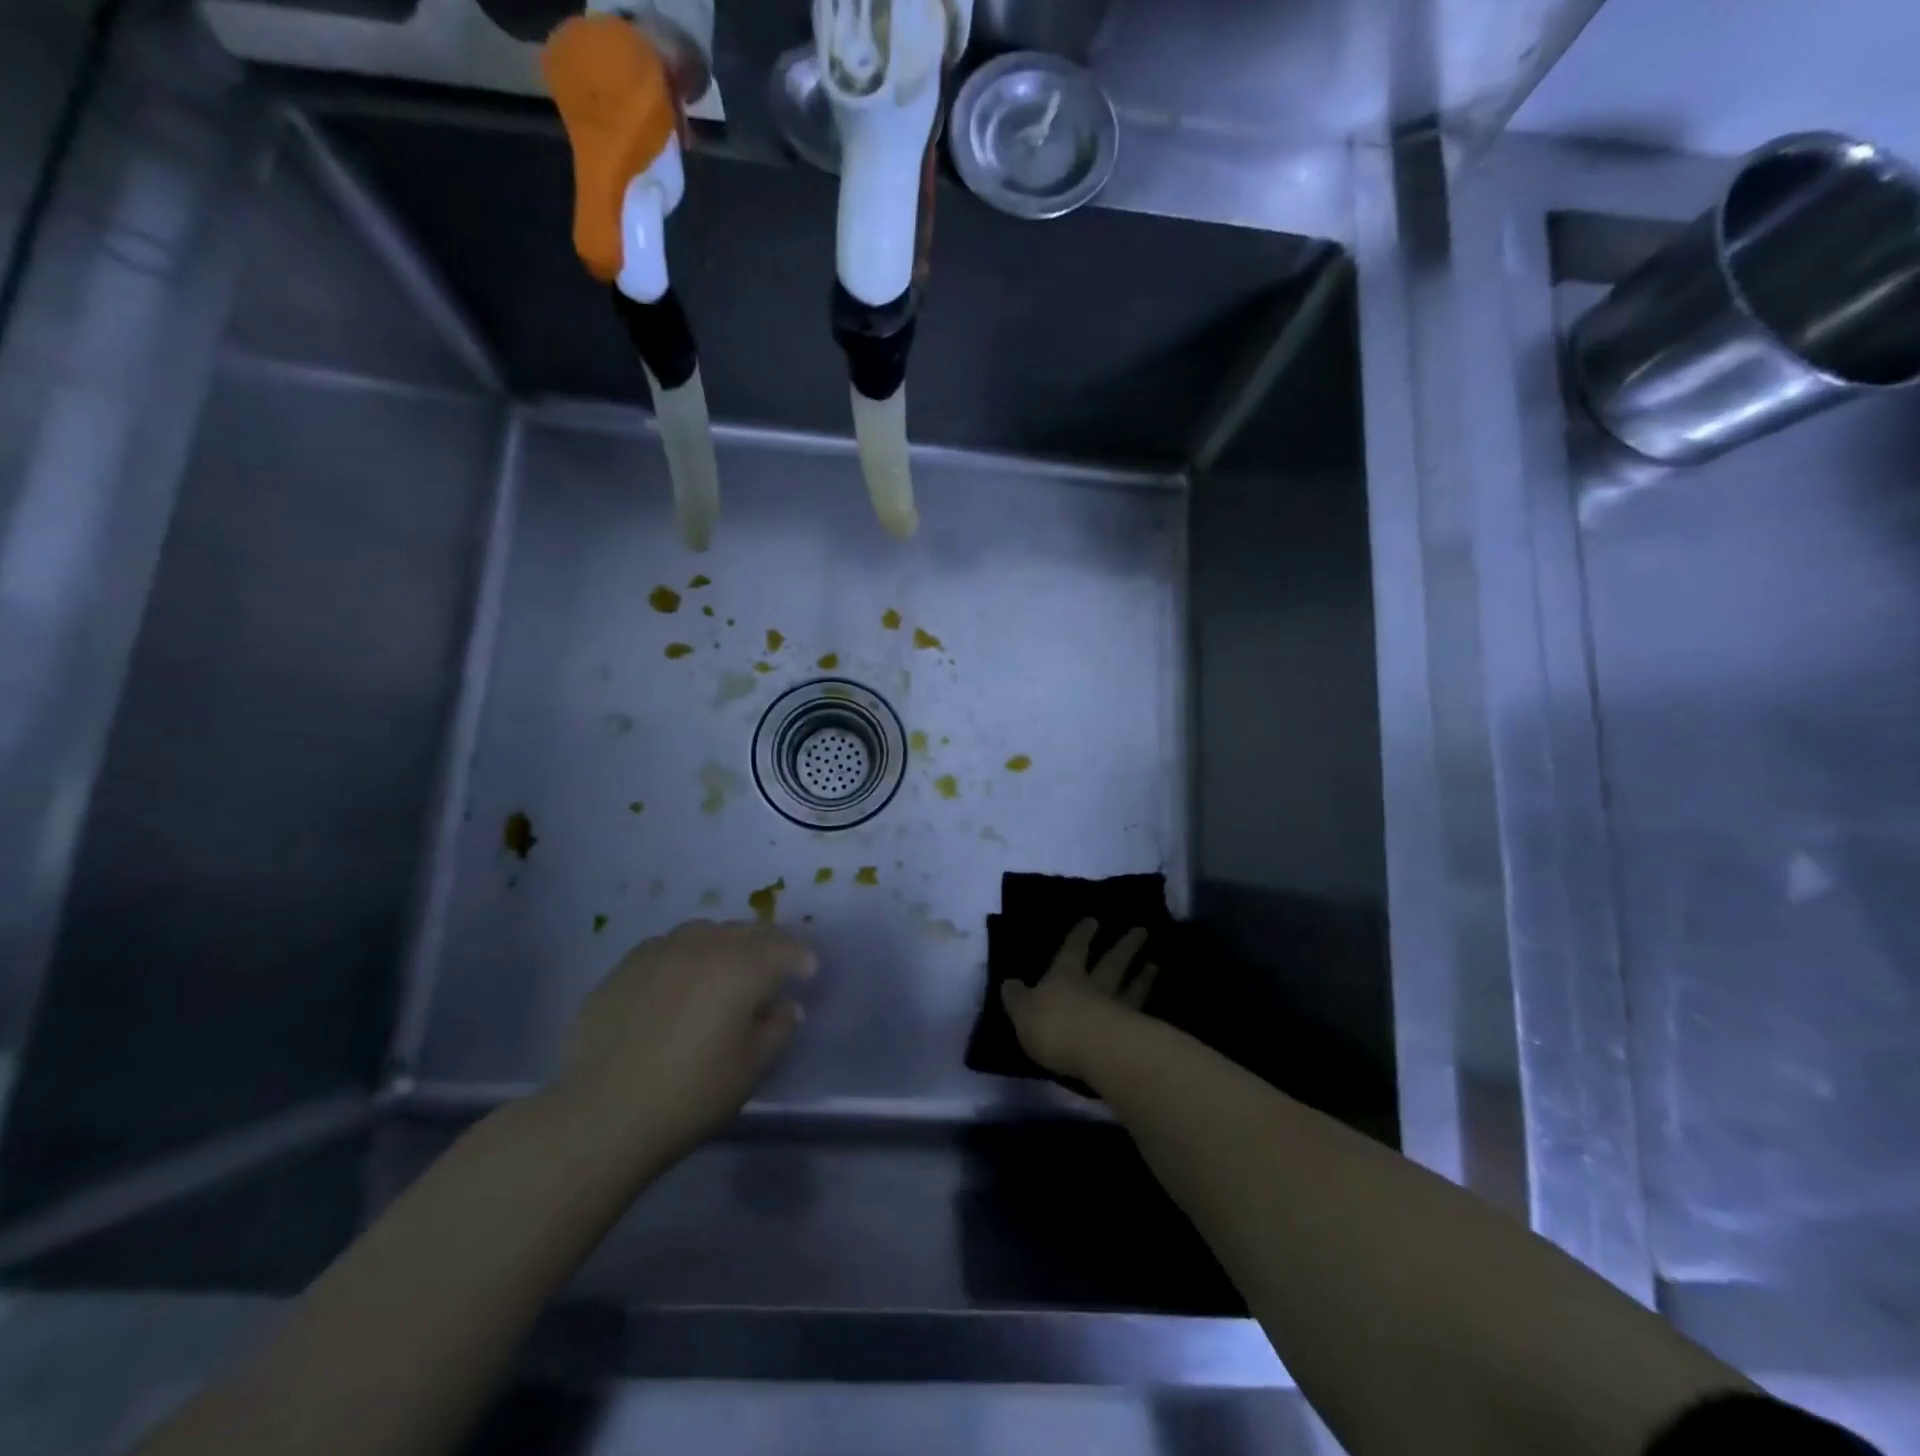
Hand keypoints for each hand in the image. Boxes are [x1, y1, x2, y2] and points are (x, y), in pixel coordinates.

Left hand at [553, 919, 814, 1163]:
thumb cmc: (690, 1094)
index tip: (808, 972)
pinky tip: (680, 980)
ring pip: (704, 931)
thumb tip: (785, 1006)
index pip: (784, 948)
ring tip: (725, 966)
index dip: (801, 958)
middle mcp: (704, 946)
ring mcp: (660, 951)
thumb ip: (777, 1030)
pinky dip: (686, 955)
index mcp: (742, 967)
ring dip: (725, 943)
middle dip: (767, 944)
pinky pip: (667, 947)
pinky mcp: (624, 967)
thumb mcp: (750, 1069)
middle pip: (746, 931)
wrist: (601, 1114)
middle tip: (774, 967)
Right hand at [1001, 918, 1157, 1084]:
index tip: (1093, 920)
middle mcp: (1094, 986)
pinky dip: (1148, 1002)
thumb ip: (1017, 998)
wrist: (1098, 1051)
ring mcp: (1117, 1007)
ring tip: (1154, 964)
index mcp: (1064, 976)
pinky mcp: (1134, 1032)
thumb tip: (1009, 983)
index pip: (1073, 950)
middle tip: (1141, 931)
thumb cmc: (1054, 1026)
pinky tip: (1155, 1003)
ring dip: (1142, 975)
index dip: (1081, 935)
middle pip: (1111, 962)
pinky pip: (1142, 1012)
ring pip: (1130, 985)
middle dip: (1124, 946)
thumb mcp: (1022, 1012)